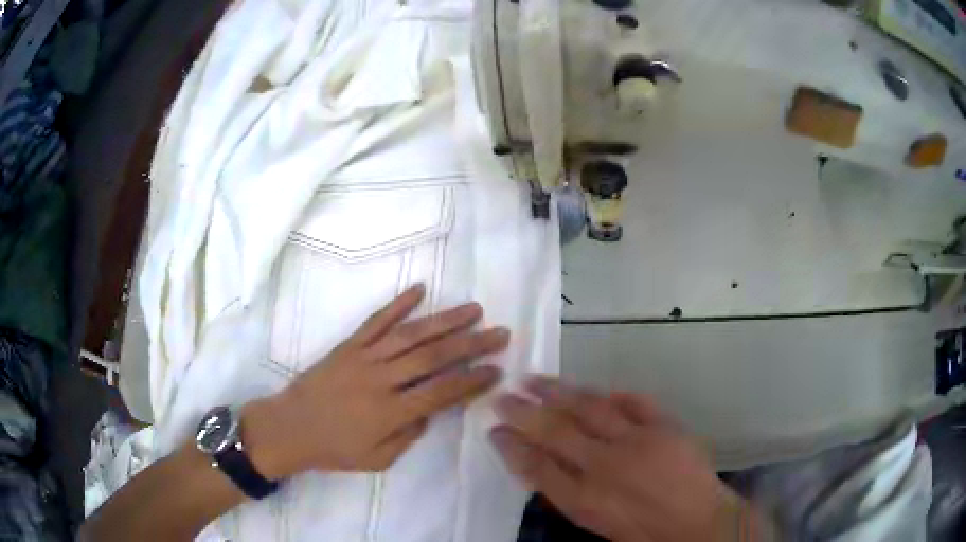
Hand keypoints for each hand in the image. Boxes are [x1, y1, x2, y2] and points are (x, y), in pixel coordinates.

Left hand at [244, 284, 508, 477]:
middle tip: (499, 333)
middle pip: (433, 358)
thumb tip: (431, 409)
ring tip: (473, 309)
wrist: (289, 428)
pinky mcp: (348, 345)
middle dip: (471, 344)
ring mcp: (363, 358)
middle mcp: (380, 380)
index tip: (497, 369)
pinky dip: (398, 304)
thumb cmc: (334, 449)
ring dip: (445, 320)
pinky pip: (375, 321)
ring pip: (410, 335)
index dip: (472, 380)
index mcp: (390, 413)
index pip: (441, 392)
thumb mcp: (377, 459)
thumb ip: (409, 435)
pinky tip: (419, 288)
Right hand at [492, 378, 755, 541]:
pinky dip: (612, 394)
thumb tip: (543, 469)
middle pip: (555, 431)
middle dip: (524, 413)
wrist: (699, 523)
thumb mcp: (596, 524)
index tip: (494, 430)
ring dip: (558, 392)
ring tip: (534, 379)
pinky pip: (633, 401)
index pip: (536, 466)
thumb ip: (568, 496)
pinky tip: (595, 390)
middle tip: (502, 396)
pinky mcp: (664, 426)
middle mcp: (605, 466)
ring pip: (589, 408)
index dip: (511, 447)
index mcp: (585, 499)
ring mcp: (638, 441)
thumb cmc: (643, 533)